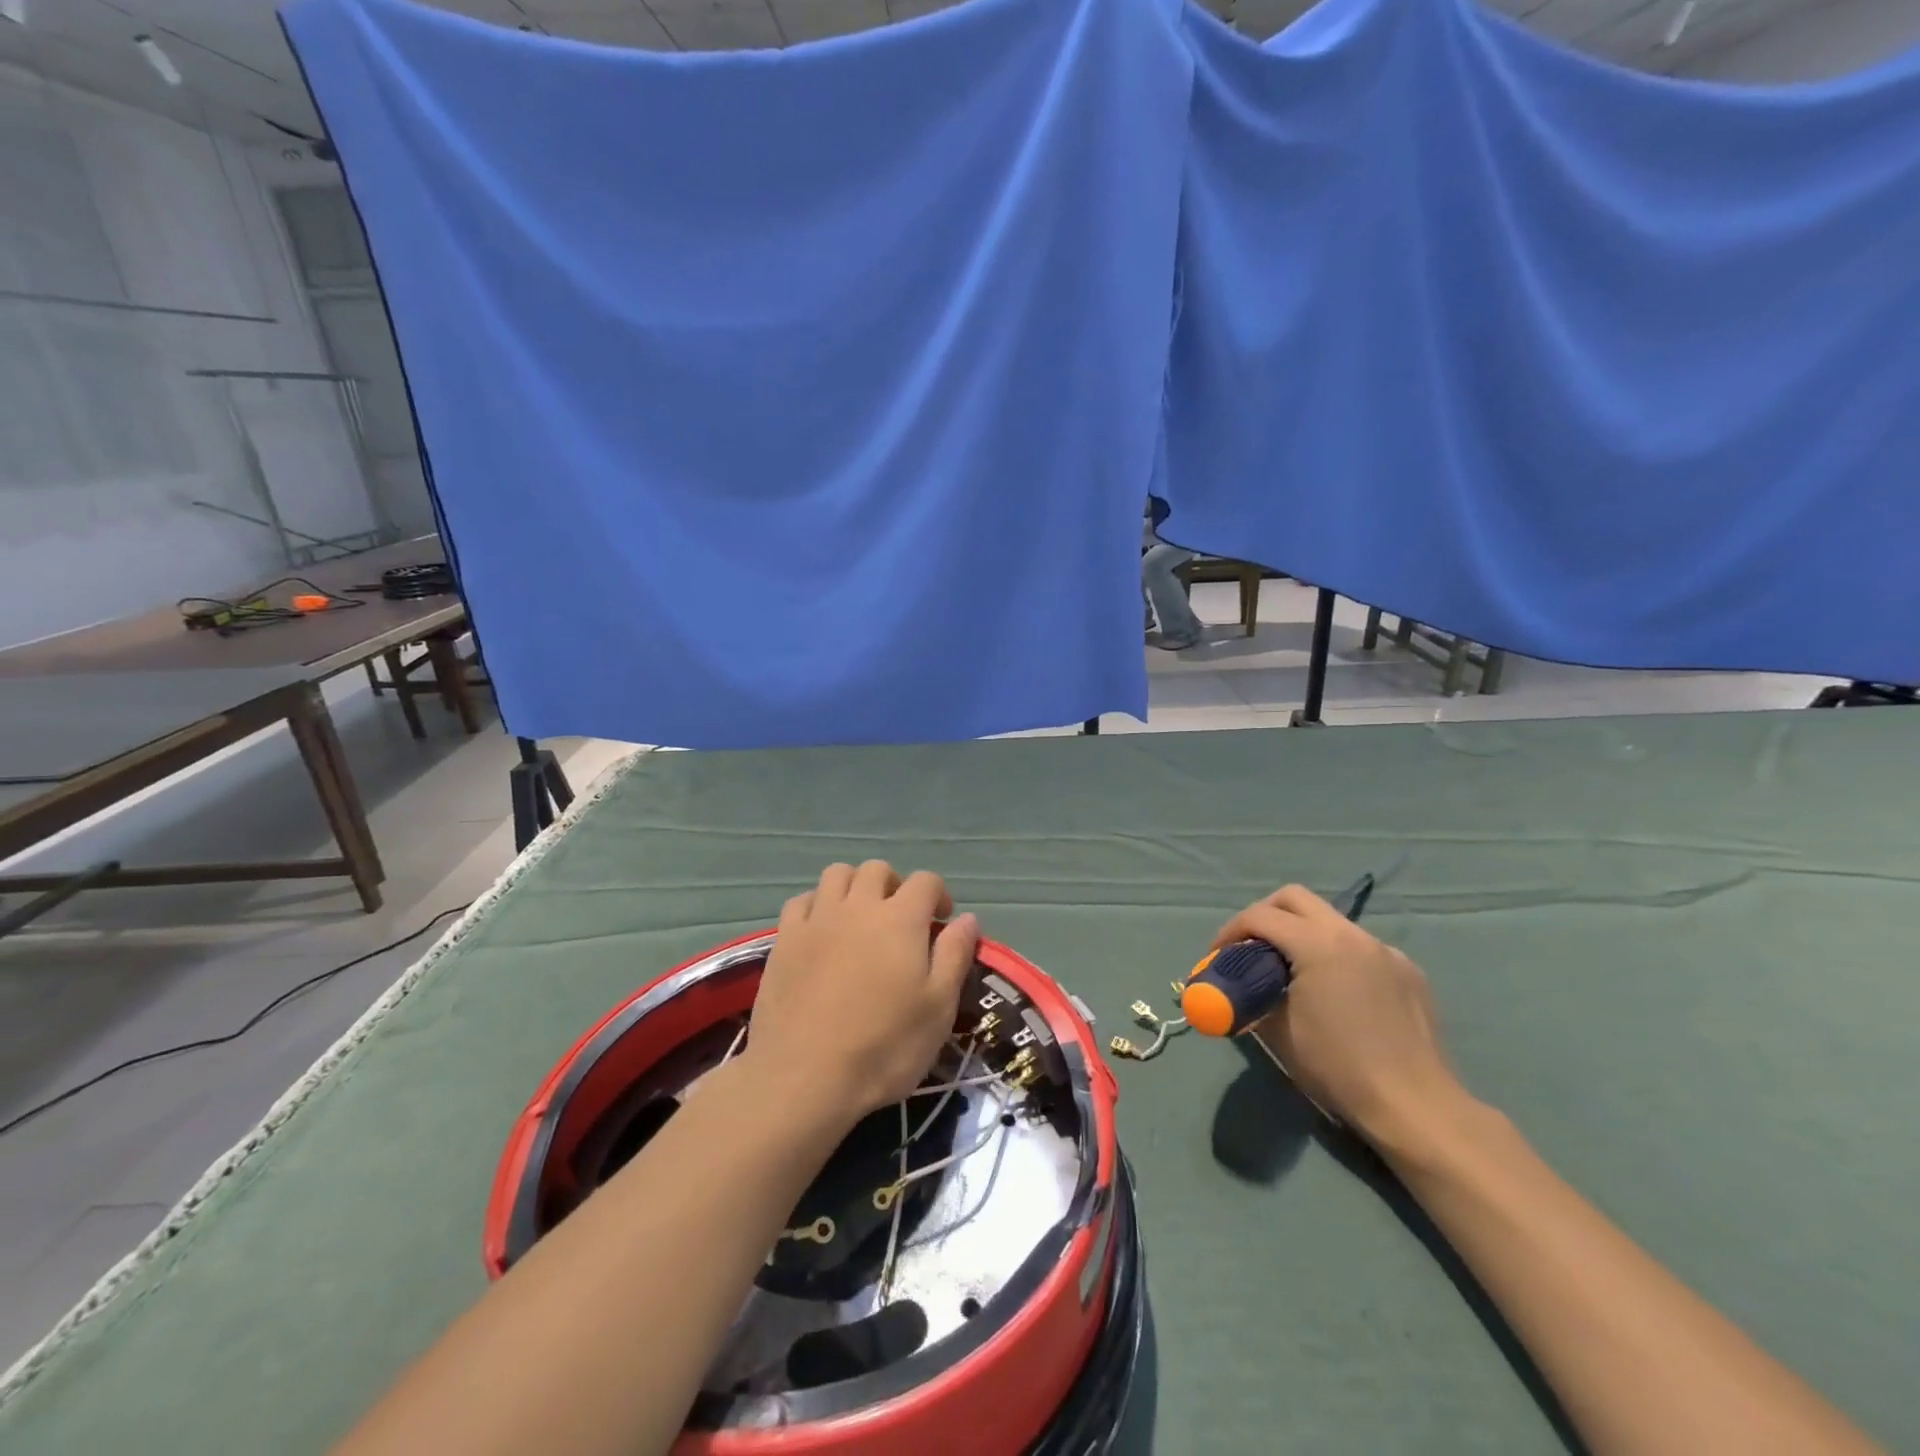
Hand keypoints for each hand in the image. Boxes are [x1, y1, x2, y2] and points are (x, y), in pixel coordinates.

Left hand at [744, 861, 977, 1128]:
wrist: (803, 1077)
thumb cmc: (884, 1046)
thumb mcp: (938, 1008)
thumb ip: (955, 955)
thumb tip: (967, 918)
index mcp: (901, 919)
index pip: (925, 881)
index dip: (938, 894)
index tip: (942, 921)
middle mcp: (858, 906)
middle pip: (878, 870)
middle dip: (895, 885)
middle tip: (901, 919)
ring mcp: (816, 920)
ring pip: (837, 874)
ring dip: (854, 886)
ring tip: (860, 917)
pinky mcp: (784, 940)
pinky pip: (801, 900)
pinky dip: (817, 904)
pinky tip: (822, 930)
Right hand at [1213, 885, 1465, 1150]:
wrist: (1415, 1107)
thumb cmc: (1338, 1068)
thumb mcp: (1278, 1033)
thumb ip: (1252, 998)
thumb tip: (1240, 990)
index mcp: (1318, 944)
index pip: (1260, 917)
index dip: (1230, 931)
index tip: (1218, 956)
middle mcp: (1352, 935)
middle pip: (1295, 898)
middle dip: (1264, 915)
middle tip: (1250, 946)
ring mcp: (1385, 950)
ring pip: (1330, 920)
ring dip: (1302, 934)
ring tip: (1291, 972)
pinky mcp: (1408, 971)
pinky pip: (1360, 947)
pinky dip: (1336, 955)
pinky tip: (1337, 992)